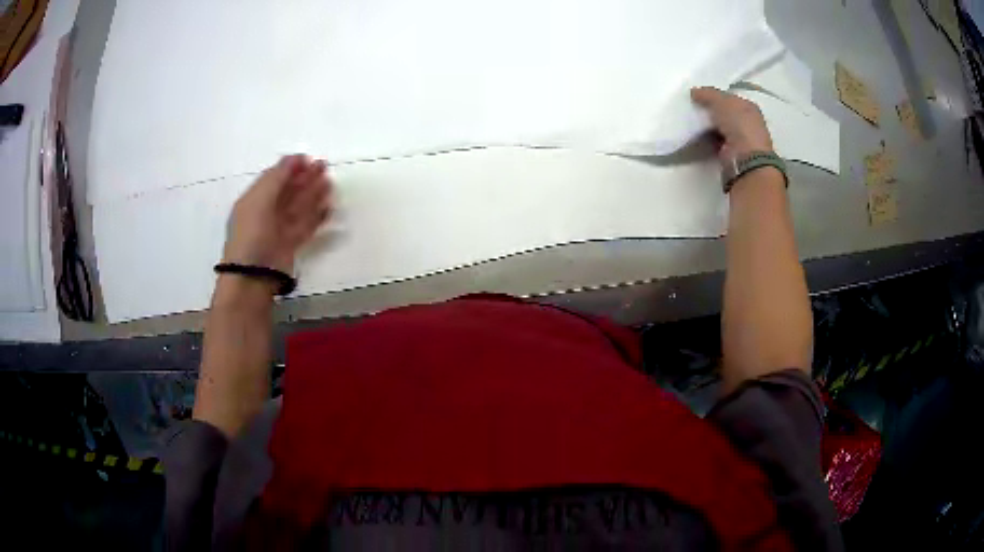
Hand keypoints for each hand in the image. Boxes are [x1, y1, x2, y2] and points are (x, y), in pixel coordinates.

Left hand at [223, 155, 332, 274]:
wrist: (254, 275)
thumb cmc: (252, 233)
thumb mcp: (260, 199)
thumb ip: (277, 177)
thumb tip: (294, 159)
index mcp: (254, 200)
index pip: (273, 178)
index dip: (289, 167)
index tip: (308, 159)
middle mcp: (266, 213)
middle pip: (288, 191)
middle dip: (305, 178)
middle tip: (324, 166)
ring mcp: (279, 230)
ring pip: (299, 208)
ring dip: (314, 194)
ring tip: (330, 183)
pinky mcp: (291, 245)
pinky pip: (306, 226)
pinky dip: (317, 216)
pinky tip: (329, 206)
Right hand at [691, 87, 772, 160]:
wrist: (744, 157)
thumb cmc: (738, 124)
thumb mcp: (721, 101)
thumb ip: (707, 93)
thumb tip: (694, 92)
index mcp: (749, 107)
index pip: (730, 98)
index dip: (715, 96)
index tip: (699, 97)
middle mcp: (748, 123)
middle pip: (725, 113)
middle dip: (711, 111)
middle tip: (693, 108)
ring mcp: (741, 140)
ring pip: (720, 127)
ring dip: (708, 126)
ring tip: (692, 121)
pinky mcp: (732, 154)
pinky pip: (716, 141)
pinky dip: (708, 139)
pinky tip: (697, 136)